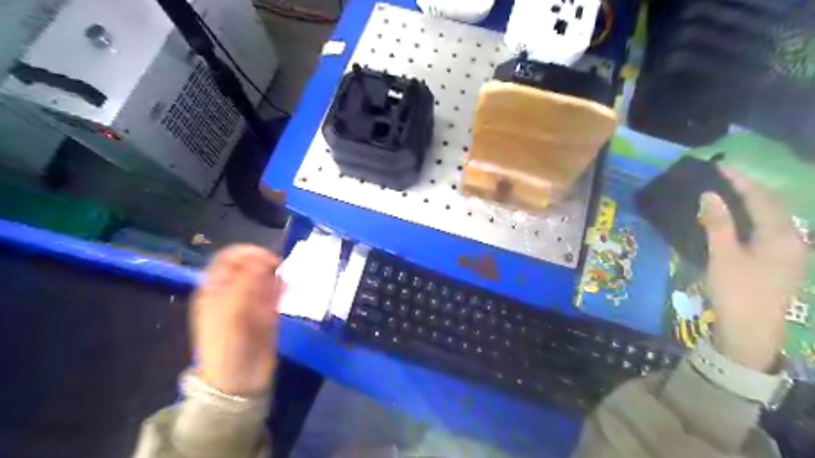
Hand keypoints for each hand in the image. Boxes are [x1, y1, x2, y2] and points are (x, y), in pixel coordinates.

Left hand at [189, 246, 283, 394]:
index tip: (266, 258)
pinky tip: (286, 289)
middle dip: (263, 263)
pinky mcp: (267, 311)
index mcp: (215, 289)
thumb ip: (245, 284)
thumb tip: (262, 259)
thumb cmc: (226, 346)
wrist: (239, 380)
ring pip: (264, 277)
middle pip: (249, 265)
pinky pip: (275, 292)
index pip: (228, 259)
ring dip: (274, 276)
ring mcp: (251, 300)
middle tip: (277, 269)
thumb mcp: (230, 313)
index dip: (246, 253)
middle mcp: (233, 291)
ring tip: (280, 285)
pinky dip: (281, 287)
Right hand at [696, 167, 803, 373]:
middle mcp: (791, 239)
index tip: (719, 166)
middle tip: (724, 176)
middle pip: (772, 205)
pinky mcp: (780, 262)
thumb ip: (717, 224)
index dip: (740, 180)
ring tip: (729, 191)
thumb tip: (709, 194)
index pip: (760, 198)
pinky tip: (738, 219)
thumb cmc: (737, 291)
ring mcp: (789, 252)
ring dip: (751, 202)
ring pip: (771, 217)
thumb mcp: (723, 256)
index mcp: (781, 235)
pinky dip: (752, 217)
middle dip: (749, 187)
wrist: (751, 330)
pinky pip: (767, 229)